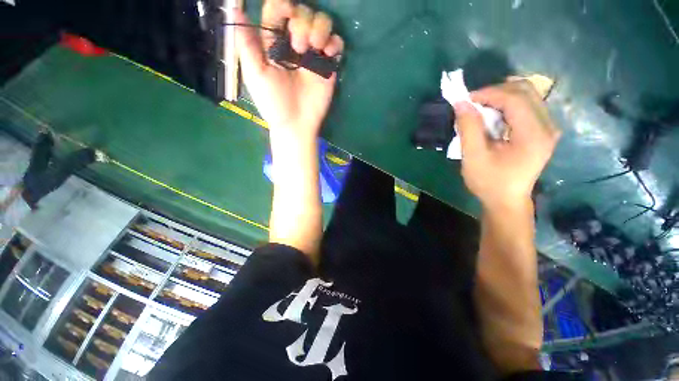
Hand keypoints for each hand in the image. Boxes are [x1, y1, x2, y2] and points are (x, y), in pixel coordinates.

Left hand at [233, 0, 343, 137]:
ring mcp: (313, 55)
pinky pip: (337, 43)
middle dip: (302, 23)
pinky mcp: (327, 67)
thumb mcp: (255, 74)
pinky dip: (335, 42)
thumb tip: (235, 8)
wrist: (295, 124)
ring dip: (319, 29)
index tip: (287, 12)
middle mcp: (295, 44)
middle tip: (298, 47)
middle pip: (303, 12)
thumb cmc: (273, 102)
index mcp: (275, 43)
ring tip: (314, 49)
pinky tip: (328, 52)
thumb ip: (246, 43)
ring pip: (322, 23)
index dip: (283, 5)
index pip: (279, 10)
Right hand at [455, 80, 560, 208]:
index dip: (489, 93)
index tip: (466, 99)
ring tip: (481, 108)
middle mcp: (548, 126)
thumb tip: (461, 103)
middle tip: (474, 103)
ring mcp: (548, 128)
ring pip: (528, 96)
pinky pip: (528, 106)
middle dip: (496, 91)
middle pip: (526, 91)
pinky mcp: (543, 131)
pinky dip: (508, 104)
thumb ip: (469, 129)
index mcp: (533, 135)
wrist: (506, 200)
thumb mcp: (473, 157)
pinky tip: (494, 115)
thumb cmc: (489, 182)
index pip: (515, 99)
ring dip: (502, 96)